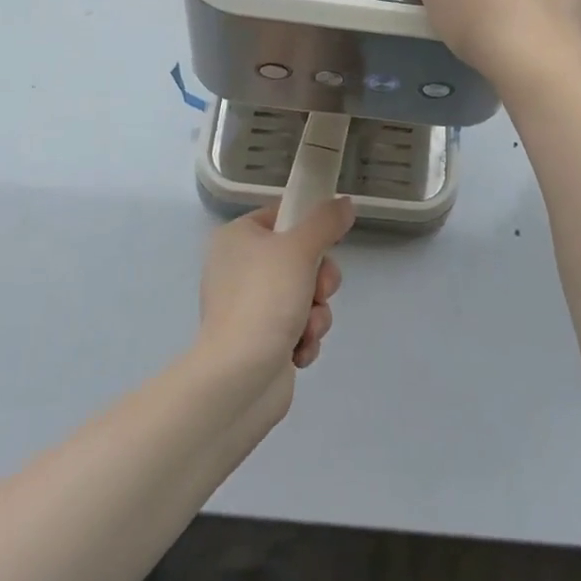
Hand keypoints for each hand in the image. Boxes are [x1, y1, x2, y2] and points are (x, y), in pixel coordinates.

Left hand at [198, 198, 354, 412]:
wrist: (239, 377)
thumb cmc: (264, 298)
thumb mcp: (300, 249)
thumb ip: (326, 222)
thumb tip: (345, 203)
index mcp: (236, 238)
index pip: (281, 217)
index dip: (308, 228)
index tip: (327, 242)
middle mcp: (238, 268)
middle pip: (299, 259)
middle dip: (319, 280)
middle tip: (320, 291)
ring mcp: (248, 307)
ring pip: (304, 295)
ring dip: (316, 313)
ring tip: (307, 328)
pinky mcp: (259, 341)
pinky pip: (296, 327)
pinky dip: (304, 338)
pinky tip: (299, 350)